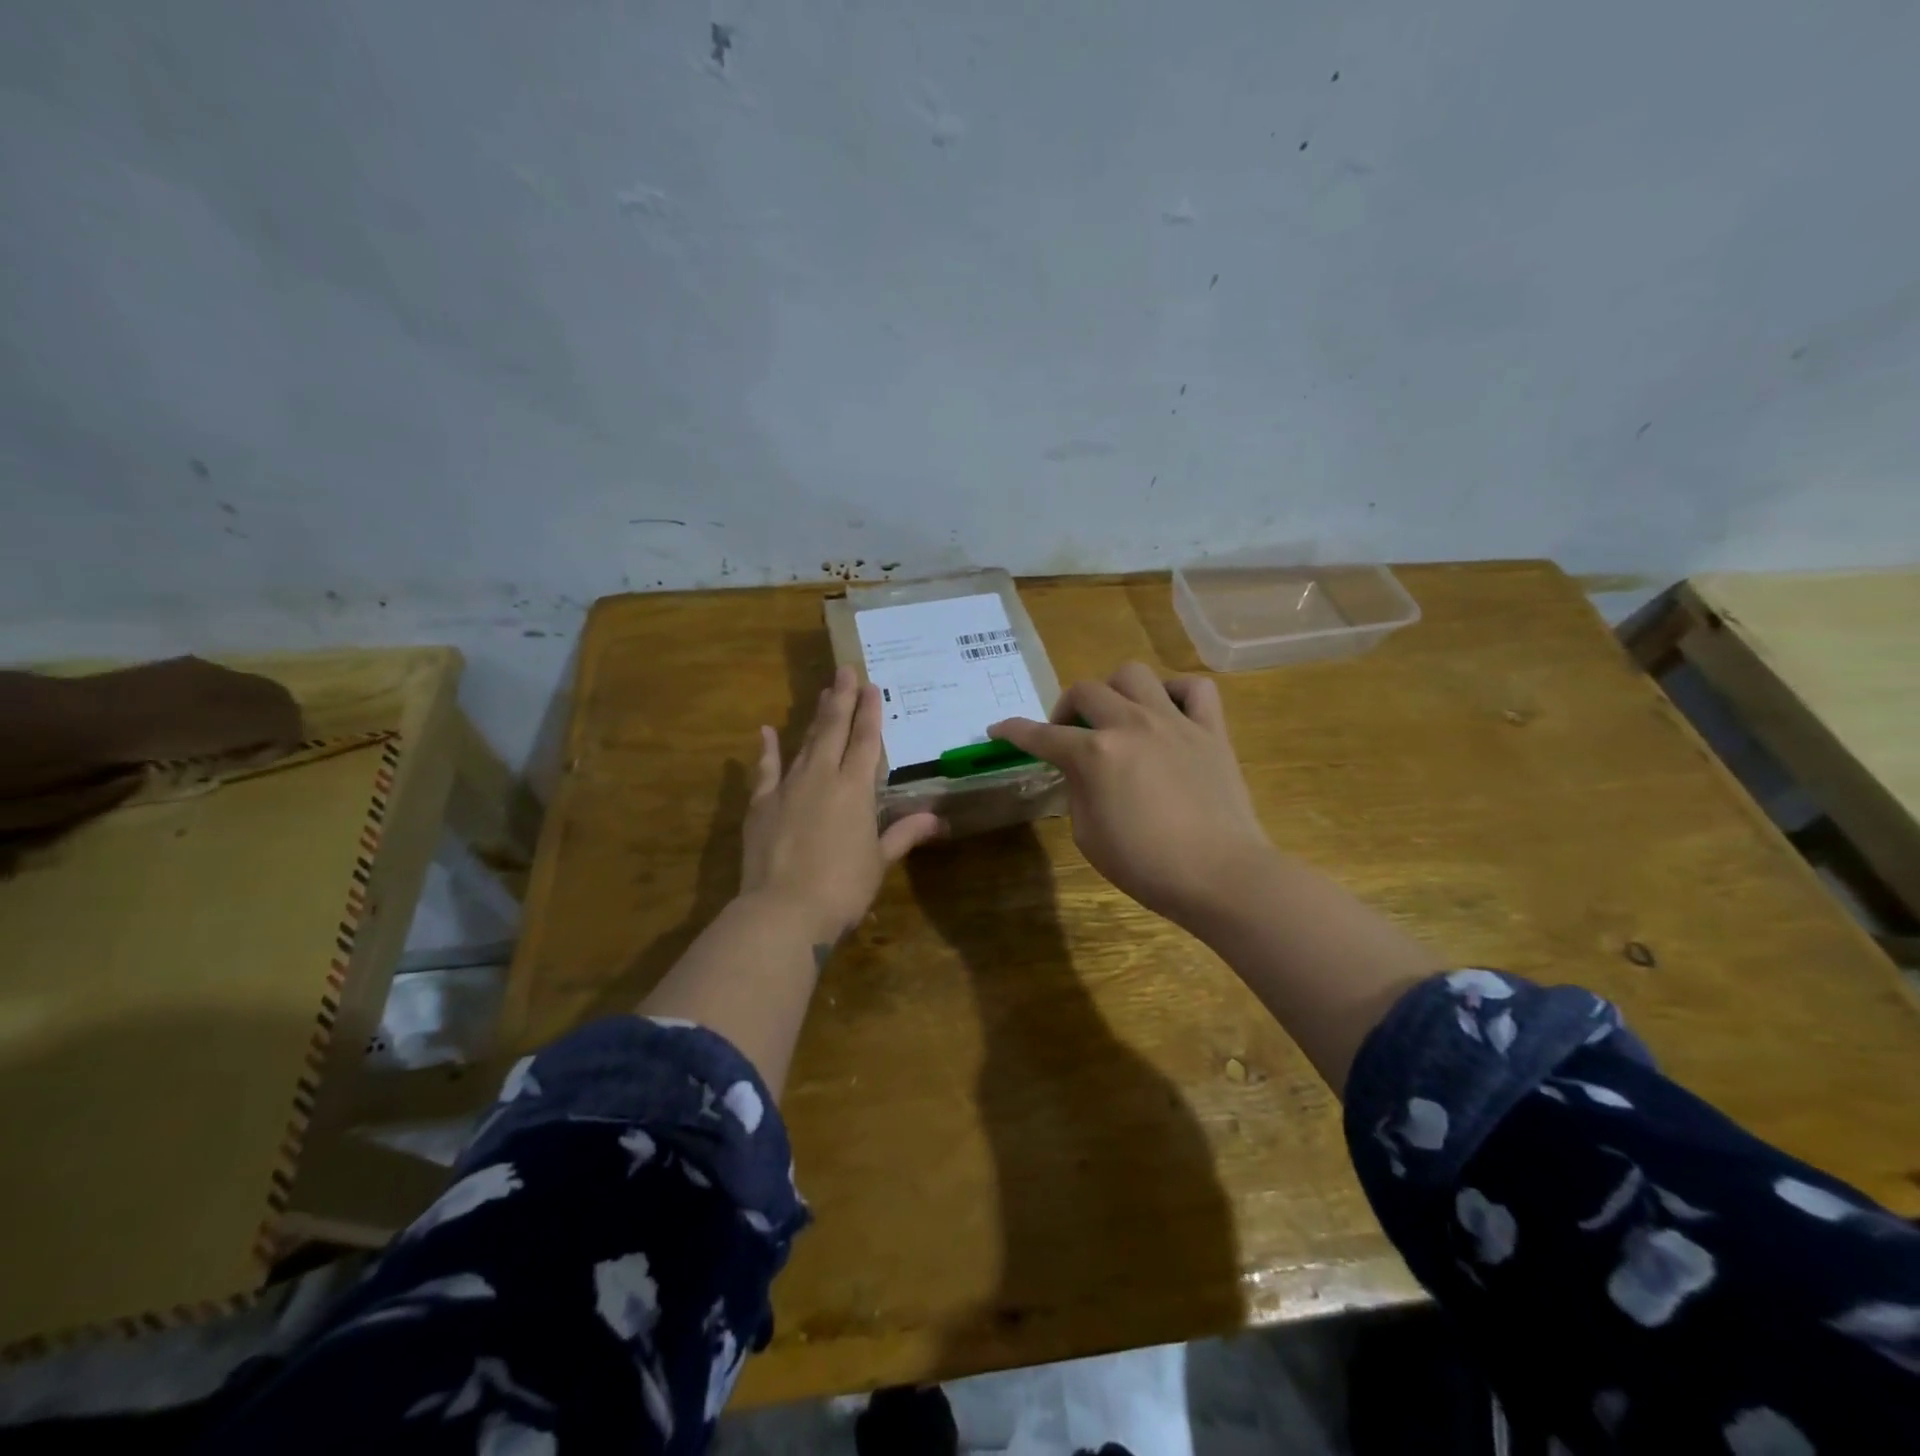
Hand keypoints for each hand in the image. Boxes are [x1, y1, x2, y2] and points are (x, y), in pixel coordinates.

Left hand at [741, 665, 943, 943]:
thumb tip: (937, 820)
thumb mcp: (879, 861)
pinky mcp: (761, 804)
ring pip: (805, 743)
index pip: (865, 741)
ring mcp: (788, 787)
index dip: (870, 713)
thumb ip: (903, 834)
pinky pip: (766, 769)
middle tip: (844, 670)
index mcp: (855, 789)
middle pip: (834, 730)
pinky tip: (766, 730)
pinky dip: (767, 749)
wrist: (784, 910)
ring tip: (822, 693)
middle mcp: (822, 777)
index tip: (871, 686)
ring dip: (815, 717)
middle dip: (841, 699)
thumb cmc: (842, 888)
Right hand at [989, 663, 1274, 929]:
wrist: (1220, 875)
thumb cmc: (1147, 866)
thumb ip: (1078, 792)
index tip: (998, 729)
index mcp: (1095, 755)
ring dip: (1114, 690)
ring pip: (1134, 674)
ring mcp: (1174, 722)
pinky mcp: (1211, 730)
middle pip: (1085, 690)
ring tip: (1116, 715)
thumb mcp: (1089, 837)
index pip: (1042, 736)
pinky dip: (1175, 692)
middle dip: (1064, 709)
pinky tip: (1167, 712)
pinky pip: (1195, 688)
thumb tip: (1081, 771)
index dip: (1014, 731)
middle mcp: (1130, 725)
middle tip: (1068, 734)